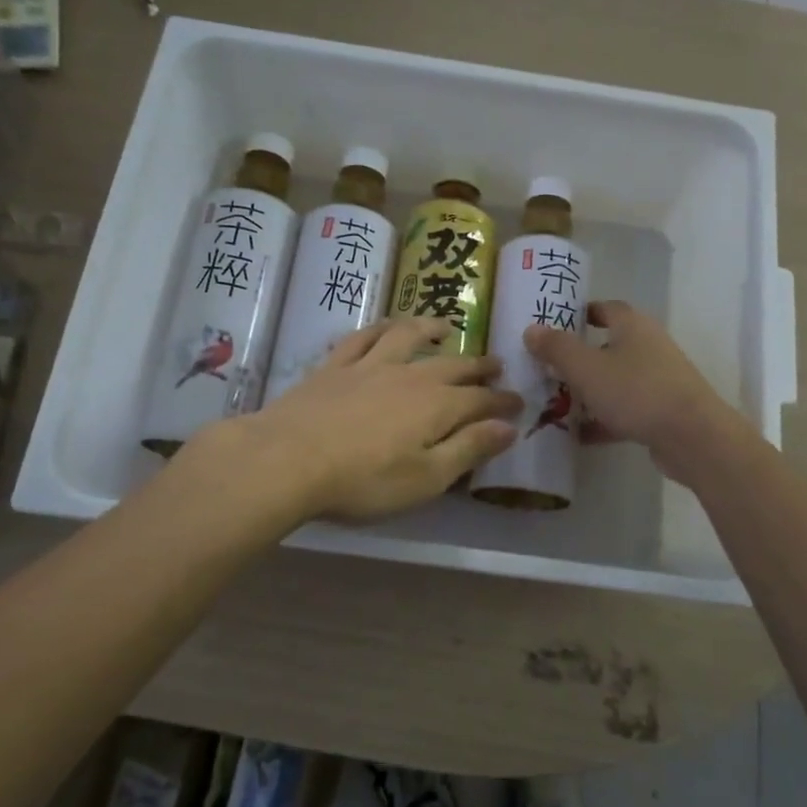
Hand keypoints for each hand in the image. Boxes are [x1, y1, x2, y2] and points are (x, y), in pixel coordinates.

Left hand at [217, 317, 520, 523]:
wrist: (288, 459)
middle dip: (478, 366)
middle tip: (497, 364)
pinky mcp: (335, 366)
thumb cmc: (363, 480)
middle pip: (452, 365)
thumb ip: (469, 449)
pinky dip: (381, 328)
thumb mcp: (427, 478)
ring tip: (446, 326)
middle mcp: (410, 376)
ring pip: (408, 337)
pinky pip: (363, 337)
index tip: (518, 402)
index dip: (502, 401)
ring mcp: (370, 365)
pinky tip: (386, 327)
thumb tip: (509, 427)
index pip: (481, 400)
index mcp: (437, 406)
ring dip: (430, 329)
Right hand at [523, 301, 737, 475]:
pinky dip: (603, 420)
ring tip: (556, 403)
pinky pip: (625, 410)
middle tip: (547, 368)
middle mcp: (649, 347)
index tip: (556, 324)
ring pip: (616, 381)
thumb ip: (557, 348)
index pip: (606, 308)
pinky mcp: (661, 412)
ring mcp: (658, 381)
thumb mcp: (586, 368)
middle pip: (609, 347)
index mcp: (633, 326)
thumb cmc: (636, 391)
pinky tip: (579, 436)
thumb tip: (531, 329)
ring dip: (589, 391)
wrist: (692, 437)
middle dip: (579, 358)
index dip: (581, 313)